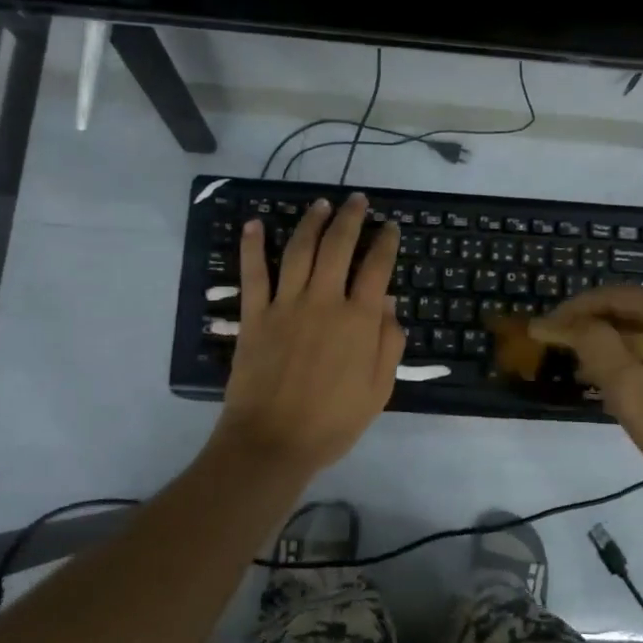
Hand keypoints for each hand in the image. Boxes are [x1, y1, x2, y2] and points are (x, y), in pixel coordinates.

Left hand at [213, 193, 404, 476]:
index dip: (386, 243)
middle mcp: (324, 302)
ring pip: (300, 251)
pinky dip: (252, 247)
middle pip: (338, 247)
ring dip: (312, 223)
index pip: (377, 269)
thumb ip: (388, 343)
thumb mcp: (379, 389)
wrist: (274, 442)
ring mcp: (286, 305)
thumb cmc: (333, 421)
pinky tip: (255, 224)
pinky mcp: (255, 316)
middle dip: (350, 219)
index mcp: (358, 320)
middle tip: (357, 200)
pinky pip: (253, 274)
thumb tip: (388, 302)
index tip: (390, 227)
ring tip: (320, 204)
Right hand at [533, 285, 642, 516]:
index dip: (576, 310)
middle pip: (642, 311)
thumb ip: (598, 350)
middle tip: (567, 350)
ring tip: (595, 370)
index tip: (546, 328)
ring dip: (625, 344)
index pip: (618, 297)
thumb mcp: (634, 395)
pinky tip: (637, 383)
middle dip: (600, 328)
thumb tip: (576, 324)